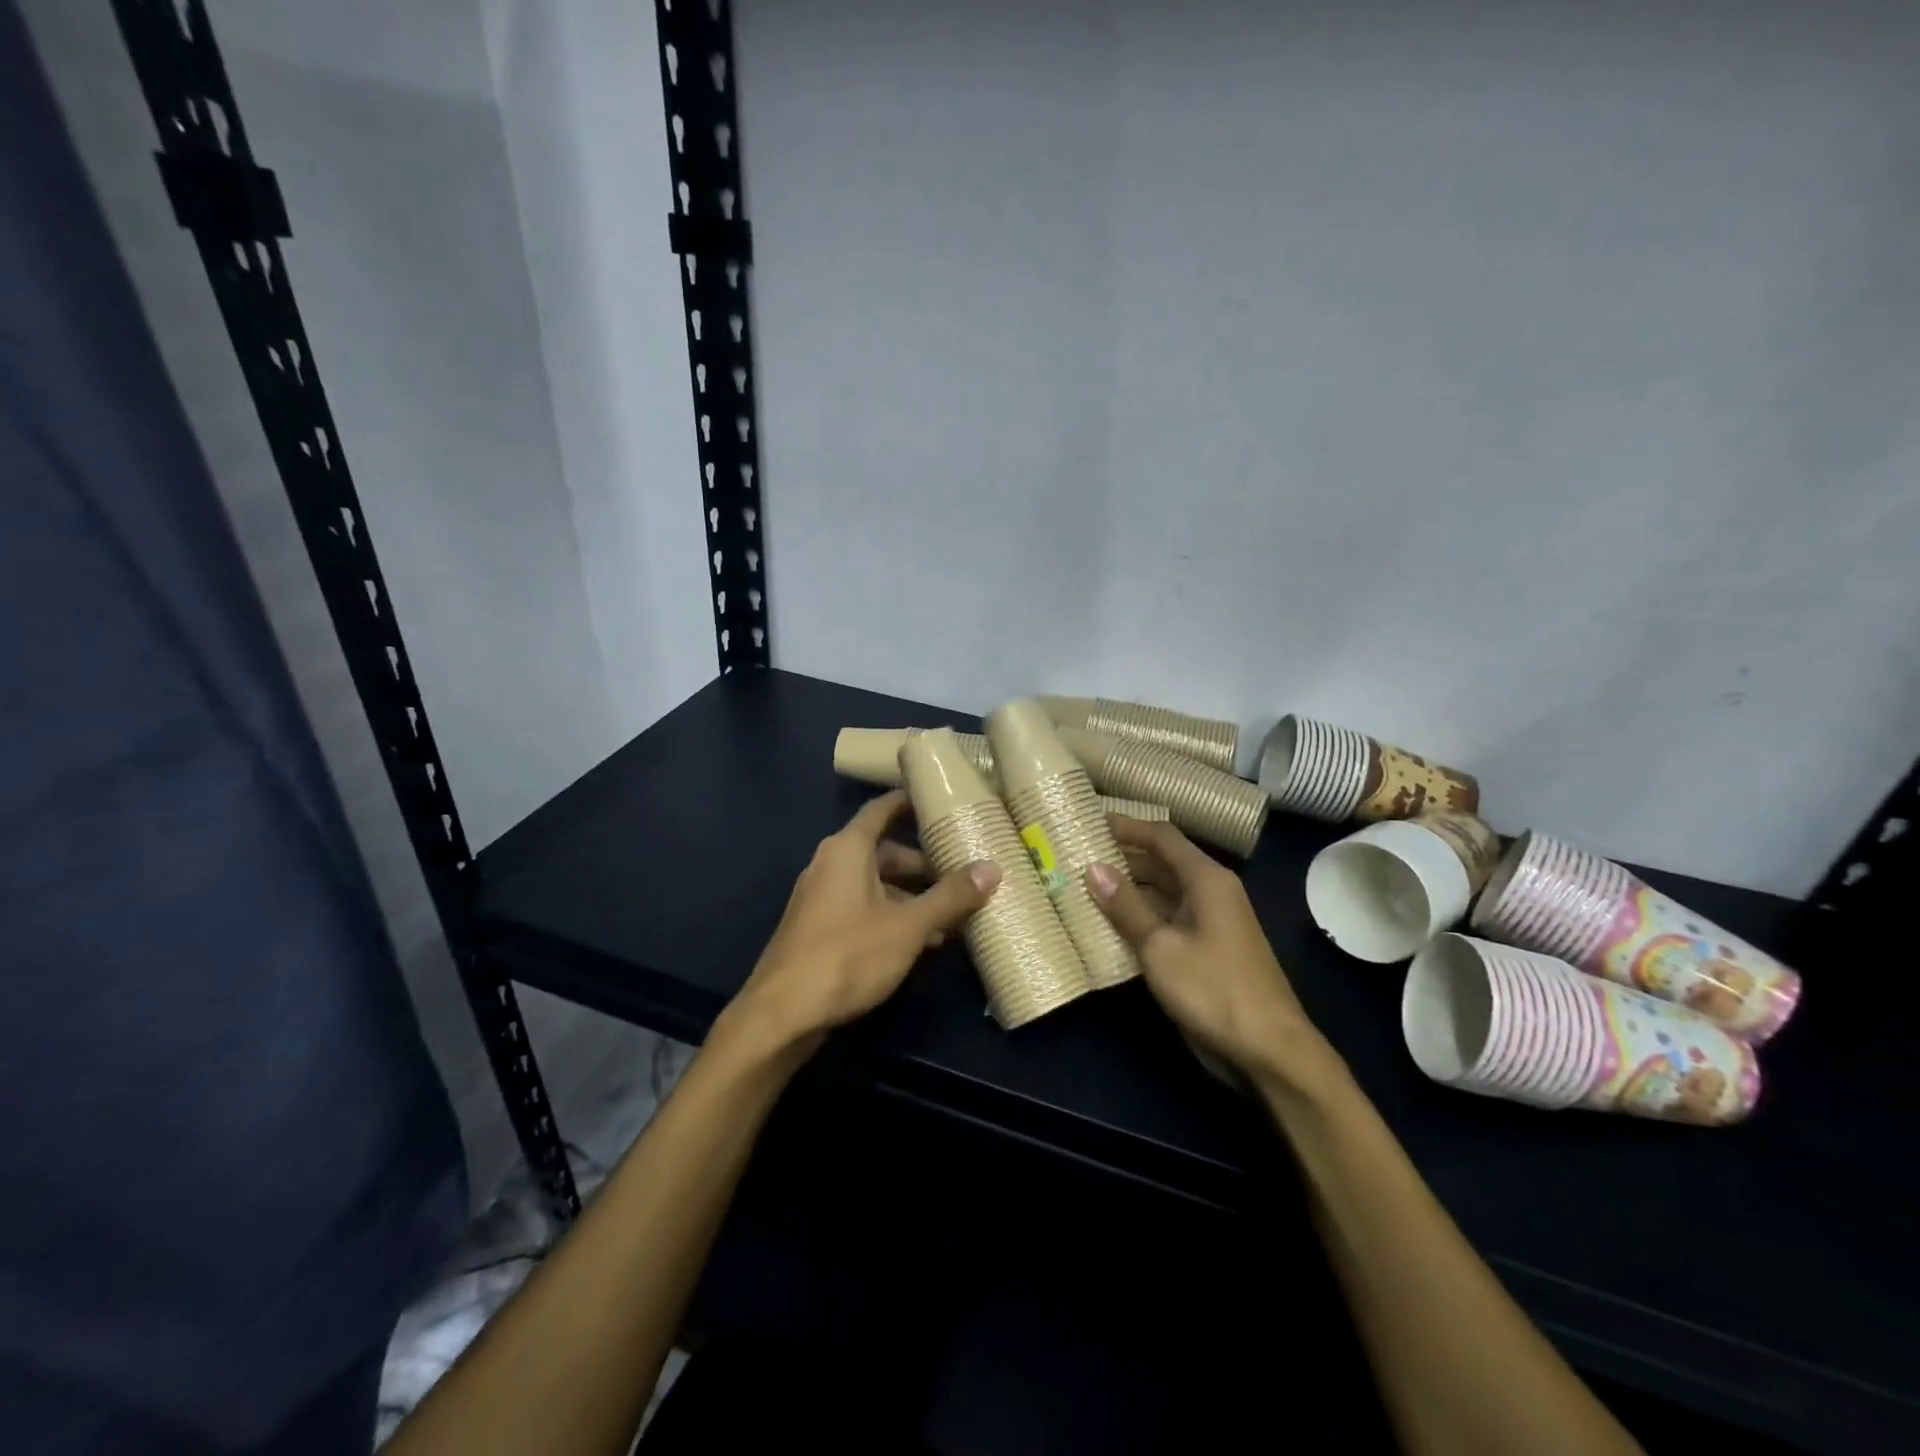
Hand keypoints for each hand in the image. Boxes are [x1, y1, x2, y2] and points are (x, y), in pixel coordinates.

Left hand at [725, 790, 999, 1055]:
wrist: (781, 1014)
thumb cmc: (847, 956)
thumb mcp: (908, 926)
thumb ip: (950, 897)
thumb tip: (992, 868)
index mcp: (847, 849)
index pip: (882, 809)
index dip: (910, 801)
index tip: (941, 799)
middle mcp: (830, 864)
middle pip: (884, 851)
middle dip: (923, 864)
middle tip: (962, 873)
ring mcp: (821, 897)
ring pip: (875, 885)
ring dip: (911, 897)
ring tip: (952, 916)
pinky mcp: (818, 928)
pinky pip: (862, 908)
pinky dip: (891, 916)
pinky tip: (921, 942)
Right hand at [1086, 817, 1336, 1090]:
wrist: (1269, 1051)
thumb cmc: (1214, 989)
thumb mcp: (1161, 946)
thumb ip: (1126, 906)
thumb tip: (1092, 868)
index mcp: (1206, 879)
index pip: (1161, 836)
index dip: (1126, 826)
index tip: (1088, 821)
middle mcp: (1209, 892)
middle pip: (1161, 862)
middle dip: (1121, 858)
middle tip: (1075, 856)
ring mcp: (1208, 922)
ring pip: (1161, 893)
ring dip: (1126, 890)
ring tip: (1081, 887)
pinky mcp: (1204, 950)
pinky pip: (1166, 920)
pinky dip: (1138, 918)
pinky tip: (1106, 925)